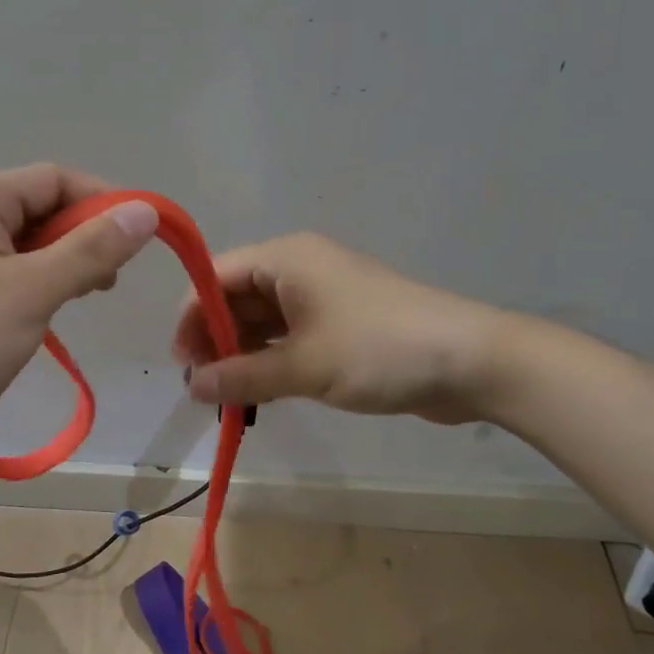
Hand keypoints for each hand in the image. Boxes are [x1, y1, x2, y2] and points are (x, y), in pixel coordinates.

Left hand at [0, 164, 158, 466]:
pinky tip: (57, 311)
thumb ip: (91, 249)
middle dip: (85, 236)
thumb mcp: (32, 290)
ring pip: (32, 245)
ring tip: (90, 296)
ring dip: (68, 263)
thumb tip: (146, 212)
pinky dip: (44, 285)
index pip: (53, 179)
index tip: (140, 237)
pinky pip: (16, 274)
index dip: (101, 201)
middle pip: (42, 209)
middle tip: (110, 280)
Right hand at [170, 233, 509, 424]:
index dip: (191, 316)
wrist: (472, 361)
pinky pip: (290, 336)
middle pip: (237, 297)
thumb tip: (192, 387)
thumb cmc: (378, 350)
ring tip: (227, 395)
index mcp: (285, 259)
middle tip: (203, 387)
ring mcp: (323, 296)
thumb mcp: (303, 366)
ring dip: (242, 353)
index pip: (216, 277)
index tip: (182, 363)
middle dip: (215, 339)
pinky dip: (271, 360)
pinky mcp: (342, 323)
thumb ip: (241, 376)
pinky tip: (261, 390)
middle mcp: (299, 268)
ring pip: (263, 320)